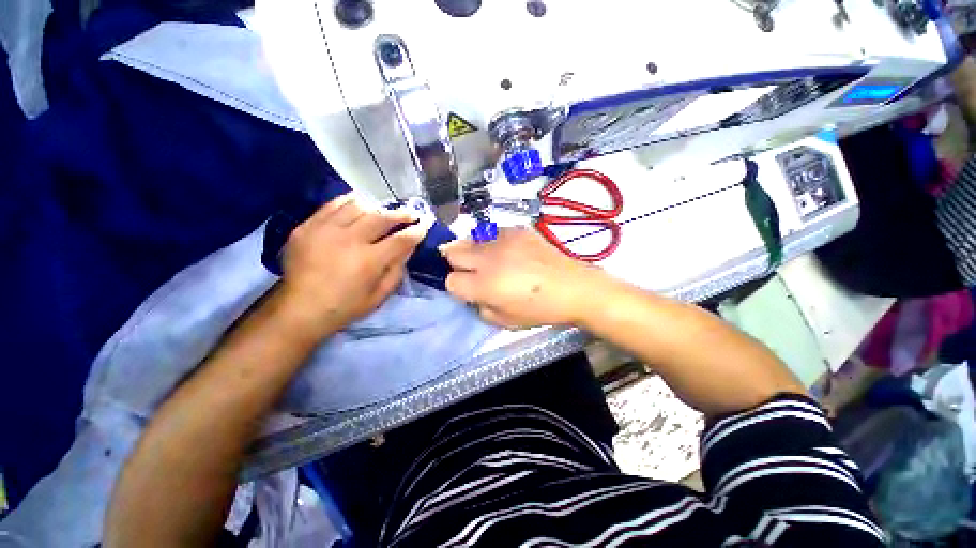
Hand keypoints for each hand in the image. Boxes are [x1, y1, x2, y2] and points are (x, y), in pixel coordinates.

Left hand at [280, 193, 427, 335]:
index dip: (416, 231)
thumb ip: (397, 269)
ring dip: (377, 207)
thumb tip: (410, 247)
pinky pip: (332, 205)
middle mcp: (348, 240)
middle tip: (410, 214)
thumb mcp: (379, 295)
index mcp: (368, 261)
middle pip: (381, 217)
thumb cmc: (345, 307)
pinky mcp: (307, 226)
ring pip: (358, 206)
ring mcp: (325, 230)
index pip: (401, 239)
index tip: (424, 225)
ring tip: (384, 211)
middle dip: (401, 214)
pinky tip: (358, 205)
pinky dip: (349, 202)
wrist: (299, 309)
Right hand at [440, 227, 605, 328]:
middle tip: (473, 272)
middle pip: (452, 252)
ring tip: (491, 260)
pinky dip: (493, 242)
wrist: (573, 287)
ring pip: (469, 239)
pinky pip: (492, 232)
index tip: (468, 289)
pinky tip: (509, 251)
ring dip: (474, 251)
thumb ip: (479, 306)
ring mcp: (503, 239)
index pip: (451, 280)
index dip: (457, 287)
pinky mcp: (516, 229)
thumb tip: (471, 292)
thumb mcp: (504, 321)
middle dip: (457, 264)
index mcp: (484, 285)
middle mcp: (488, 258)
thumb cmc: (539, 310)